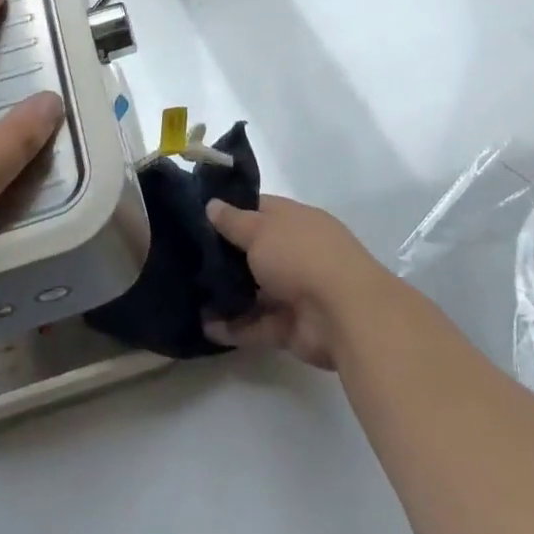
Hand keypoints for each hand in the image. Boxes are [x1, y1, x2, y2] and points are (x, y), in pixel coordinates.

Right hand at [202, 195, 394, 370]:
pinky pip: (258, 325)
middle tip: (188, 259)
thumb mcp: (260, 230)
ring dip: (227, 295)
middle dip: (225, 257)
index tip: (200, 217)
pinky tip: (205, 328)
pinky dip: (235, 328)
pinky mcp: (292, 327)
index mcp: (295, 221)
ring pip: (255, 291)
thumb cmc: (300, 256)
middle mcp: (296, 252)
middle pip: (255, 251)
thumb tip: (212, 205)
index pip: (260, 209)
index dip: (232, 211)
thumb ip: (233, 221)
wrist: (345, 314)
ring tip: (191, 296)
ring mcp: (296, 291)